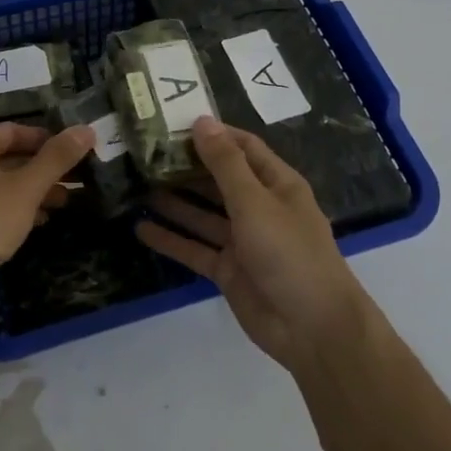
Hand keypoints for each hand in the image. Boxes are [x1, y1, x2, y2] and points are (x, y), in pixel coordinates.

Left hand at [0, 121, 95, 308]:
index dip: (45, 138)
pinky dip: (16, 208)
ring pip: (2, 183)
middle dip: (43, 167)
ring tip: (65, 200)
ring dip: (33, 189)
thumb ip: (56, 158)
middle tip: (77, 177)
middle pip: (8, 156)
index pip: (13, 130)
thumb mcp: (26, 188)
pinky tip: (39, 221)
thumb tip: (86, 129)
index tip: (74, 151)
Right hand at [136, 118, 365, 370]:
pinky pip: (195, 248)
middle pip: (219, 179)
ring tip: (137, 184)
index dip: (214, 134)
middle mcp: (260, 208)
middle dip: (187, 167)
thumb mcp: (255, 202)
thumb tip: (201, 121)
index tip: (174, 124)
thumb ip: (225, 164)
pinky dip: (171, 239)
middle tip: (145, 153)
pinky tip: (141, 228)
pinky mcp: (228, 270)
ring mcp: (243, 241)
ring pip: (203, 214)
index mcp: (277, 185)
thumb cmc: (289, 253)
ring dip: (175, 201)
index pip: (243, 148)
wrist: (313, 328)